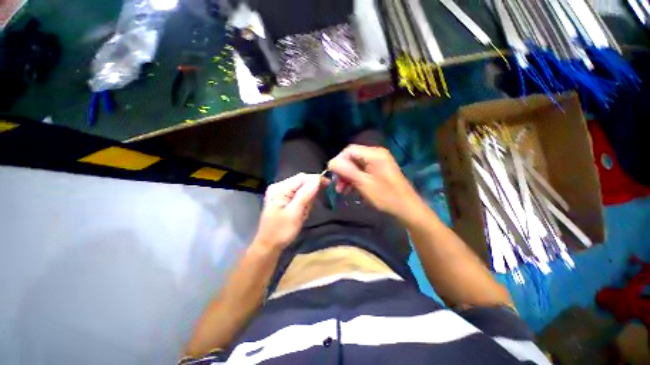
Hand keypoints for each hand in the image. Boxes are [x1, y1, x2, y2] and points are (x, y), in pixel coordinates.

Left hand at [254, 173, 323, 250]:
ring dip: (308, 200)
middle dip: (311, 192)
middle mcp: (279, 187)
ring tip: (304, 214)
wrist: (269, 246)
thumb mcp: (295, 213)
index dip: (316, 179)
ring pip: (302, 189)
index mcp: (279, 188)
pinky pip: (299, 196)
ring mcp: (281, 193)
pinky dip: (304, 203)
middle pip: (301, 182)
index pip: (301, 178)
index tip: (330, 184)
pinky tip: (301, 213)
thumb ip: (305, 195)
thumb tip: (317, 181)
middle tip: (315, 205)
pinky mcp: (283, 199)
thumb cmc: (281, 231)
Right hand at [328, 144, 422, 219]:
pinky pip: (363, 171)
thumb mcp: (363, 183)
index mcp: (374, 154)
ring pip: (356, 165)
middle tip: (338, 186)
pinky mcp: (379, 170)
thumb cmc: (385, 196)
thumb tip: (331, 162)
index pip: (349, 151)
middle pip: (352, 158)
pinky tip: (351, 190)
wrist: (407, 208)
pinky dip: (355, 179)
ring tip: (343, 191)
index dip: (338, 161)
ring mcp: (379, 162)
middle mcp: (376, 154)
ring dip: (348, 177)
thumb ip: (346, 171)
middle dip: (343, 172)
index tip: (333, 176)